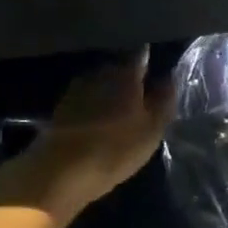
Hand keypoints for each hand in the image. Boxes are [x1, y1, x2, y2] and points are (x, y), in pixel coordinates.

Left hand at [0, 52, 172, 225]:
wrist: (58, 172)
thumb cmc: (115, 149)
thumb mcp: (152, 129)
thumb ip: (164, 100)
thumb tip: (169, 77)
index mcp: (125, 72)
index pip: (142, 54)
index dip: (151, 60)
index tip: (158, 70)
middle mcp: (99, 72)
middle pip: (119, 67)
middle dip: (130, 78)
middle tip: (142, 96)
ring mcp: (76, 88)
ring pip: (101, 84)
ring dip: (110, 93)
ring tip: (121, 111)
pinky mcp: (60, 108)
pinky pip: (86, 100)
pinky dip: (94, 106)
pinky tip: (100, 122)